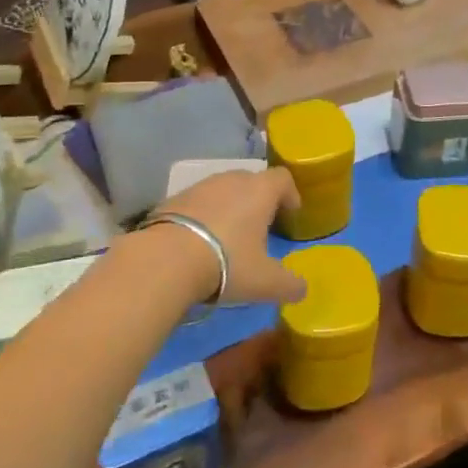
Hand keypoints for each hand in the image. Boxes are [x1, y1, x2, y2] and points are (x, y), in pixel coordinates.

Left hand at [149, 167, 306, 305]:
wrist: (166, 260)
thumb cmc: (227, 263)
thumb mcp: (266, 282)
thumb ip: (290, 284)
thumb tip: (301, 289)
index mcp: (260, 190)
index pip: (283, 178)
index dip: (290, 194)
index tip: (291, 215)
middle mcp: (231, 180)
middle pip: (252, 181)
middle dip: (260, 201)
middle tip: (261, 229)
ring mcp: (200, 186)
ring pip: (223, 191)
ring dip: (230, 208)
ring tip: (228, 237)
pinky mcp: (174, 199)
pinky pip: (198, 203)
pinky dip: (204, 216)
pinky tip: (199, 242)